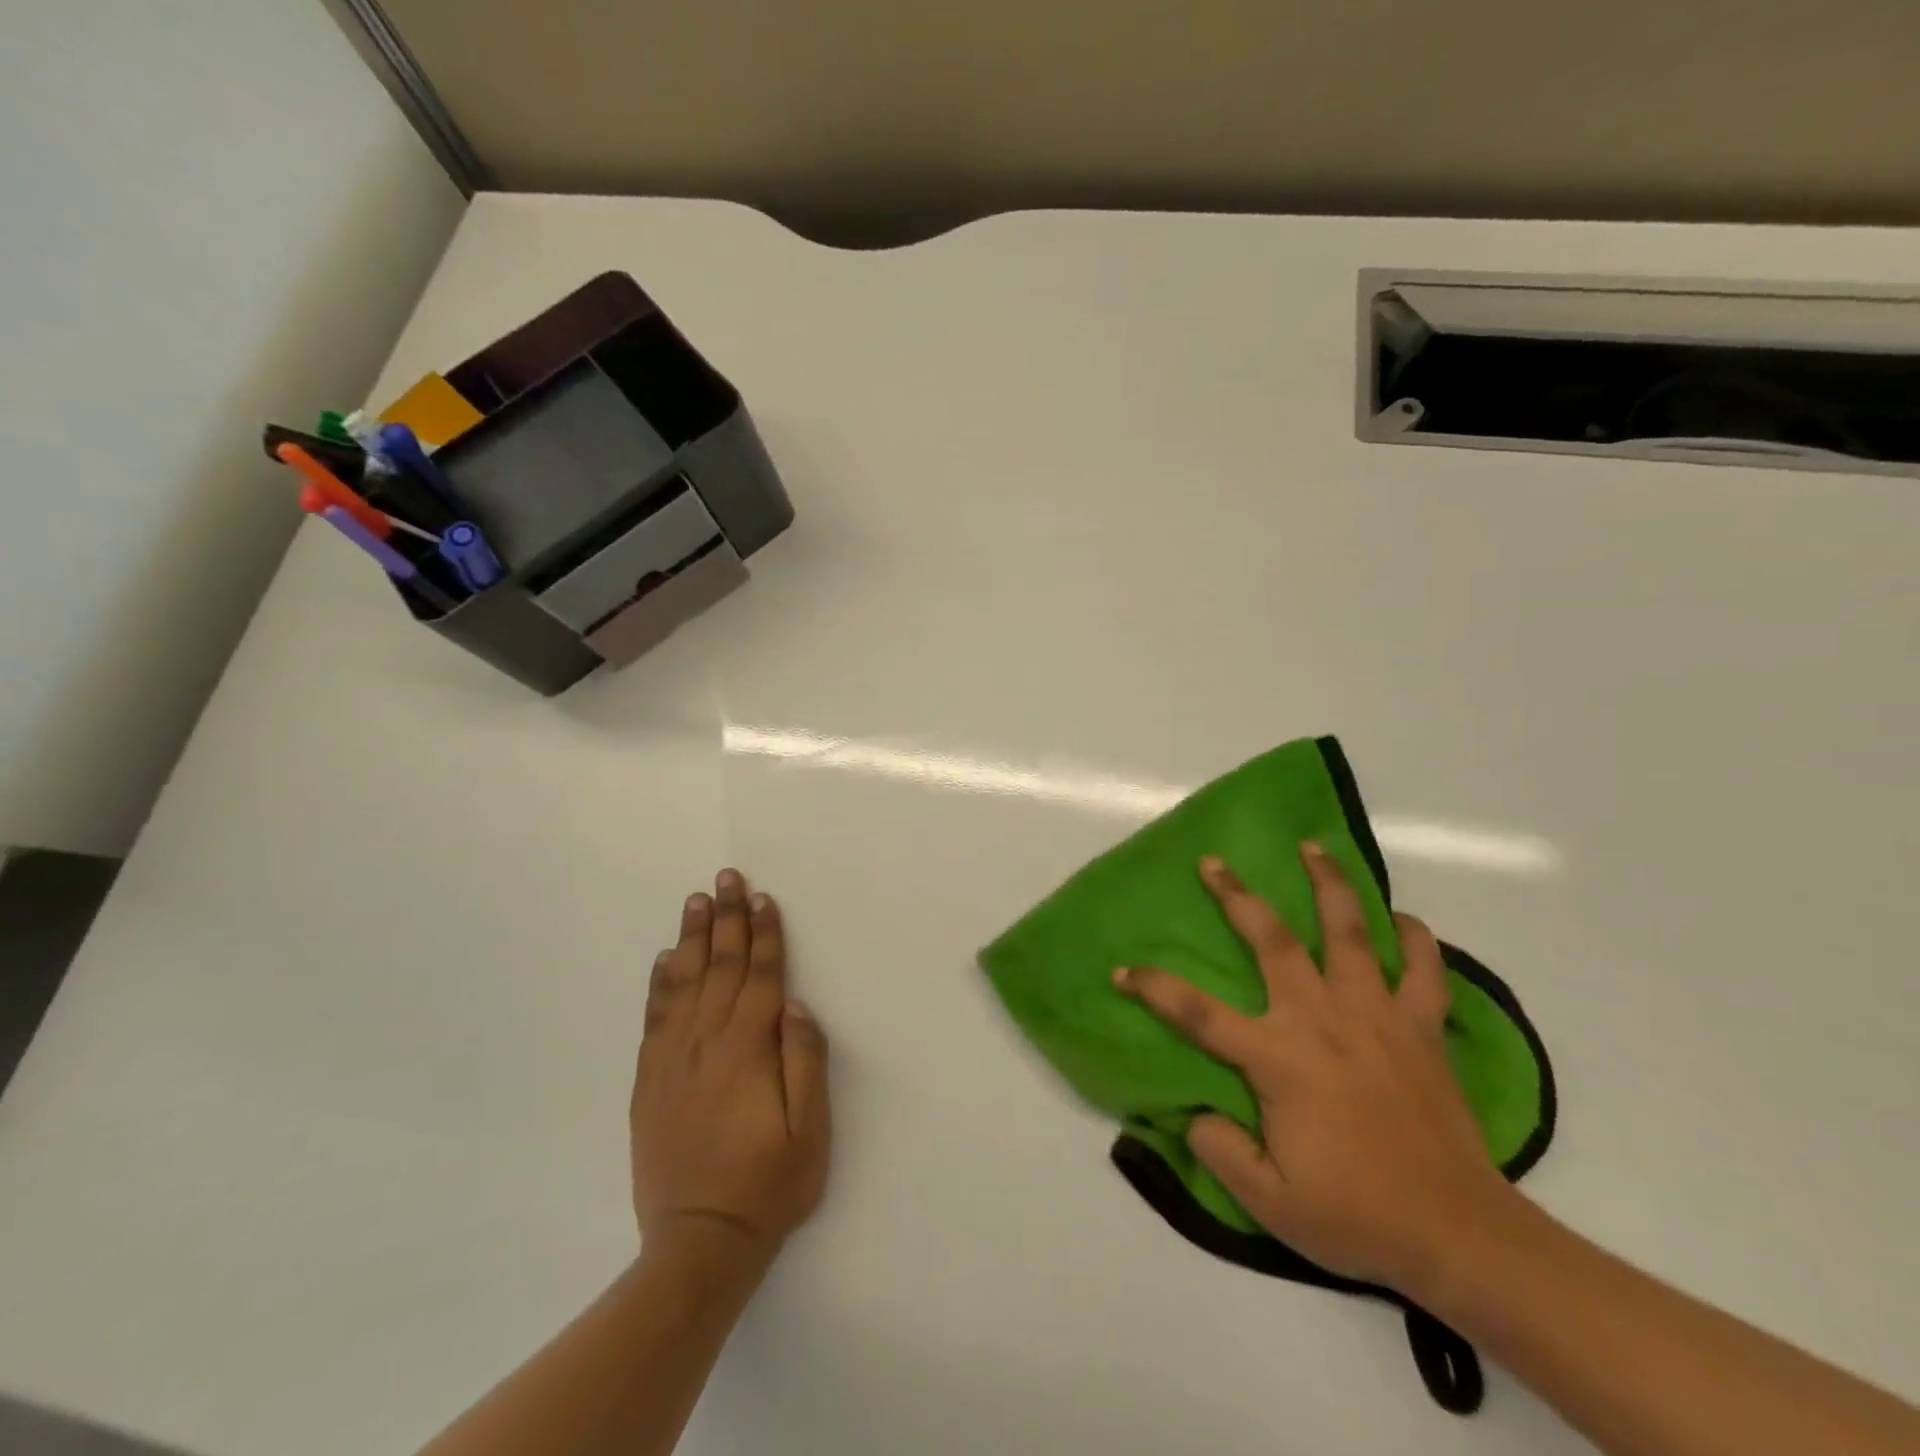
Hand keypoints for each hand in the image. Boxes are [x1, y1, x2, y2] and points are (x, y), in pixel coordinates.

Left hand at [631, 869, 830, 1264]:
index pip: (761, 976)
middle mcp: (706, 1043)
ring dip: (692, 938)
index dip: (765, 934)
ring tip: (697, 900)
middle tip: (727, 877)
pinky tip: (663, 958)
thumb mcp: (810, 1131)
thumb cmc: (768, 1186)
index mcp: (747, 1050)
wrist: (698, 1245)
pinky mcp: (649, 1081)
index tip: (764, 898)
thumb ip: (805, 1062)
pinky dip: (659, 982)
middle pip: (720, 966)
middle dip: (727, 918)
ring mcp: (672, 1060)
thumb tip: (797, 1006)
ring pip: (683, 982)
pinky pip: (654, 1017)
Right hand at [1114, 845, 1513, 1296]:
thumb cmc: (1357, 1215)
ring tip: (1313, 848)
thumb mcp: (1270, 1202)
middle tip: (1213, 863)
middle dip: (1237, 896)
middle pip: (1273, 940)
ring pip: (1351, 931)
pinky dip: (1416, 939)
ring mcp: (1377, 1015)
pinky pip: (1425, 970)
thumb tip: (1196, 1113)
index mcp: (1278, 1057)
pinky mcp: (1422, 1028)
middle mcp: (1322, 1018)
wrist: (1459, 1234)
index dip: (1154, 988)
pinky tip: (1402, 920)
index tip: (1123, 970)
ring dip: (1329, 884)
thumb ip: (1220, 1150)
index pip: (1197, 1013)